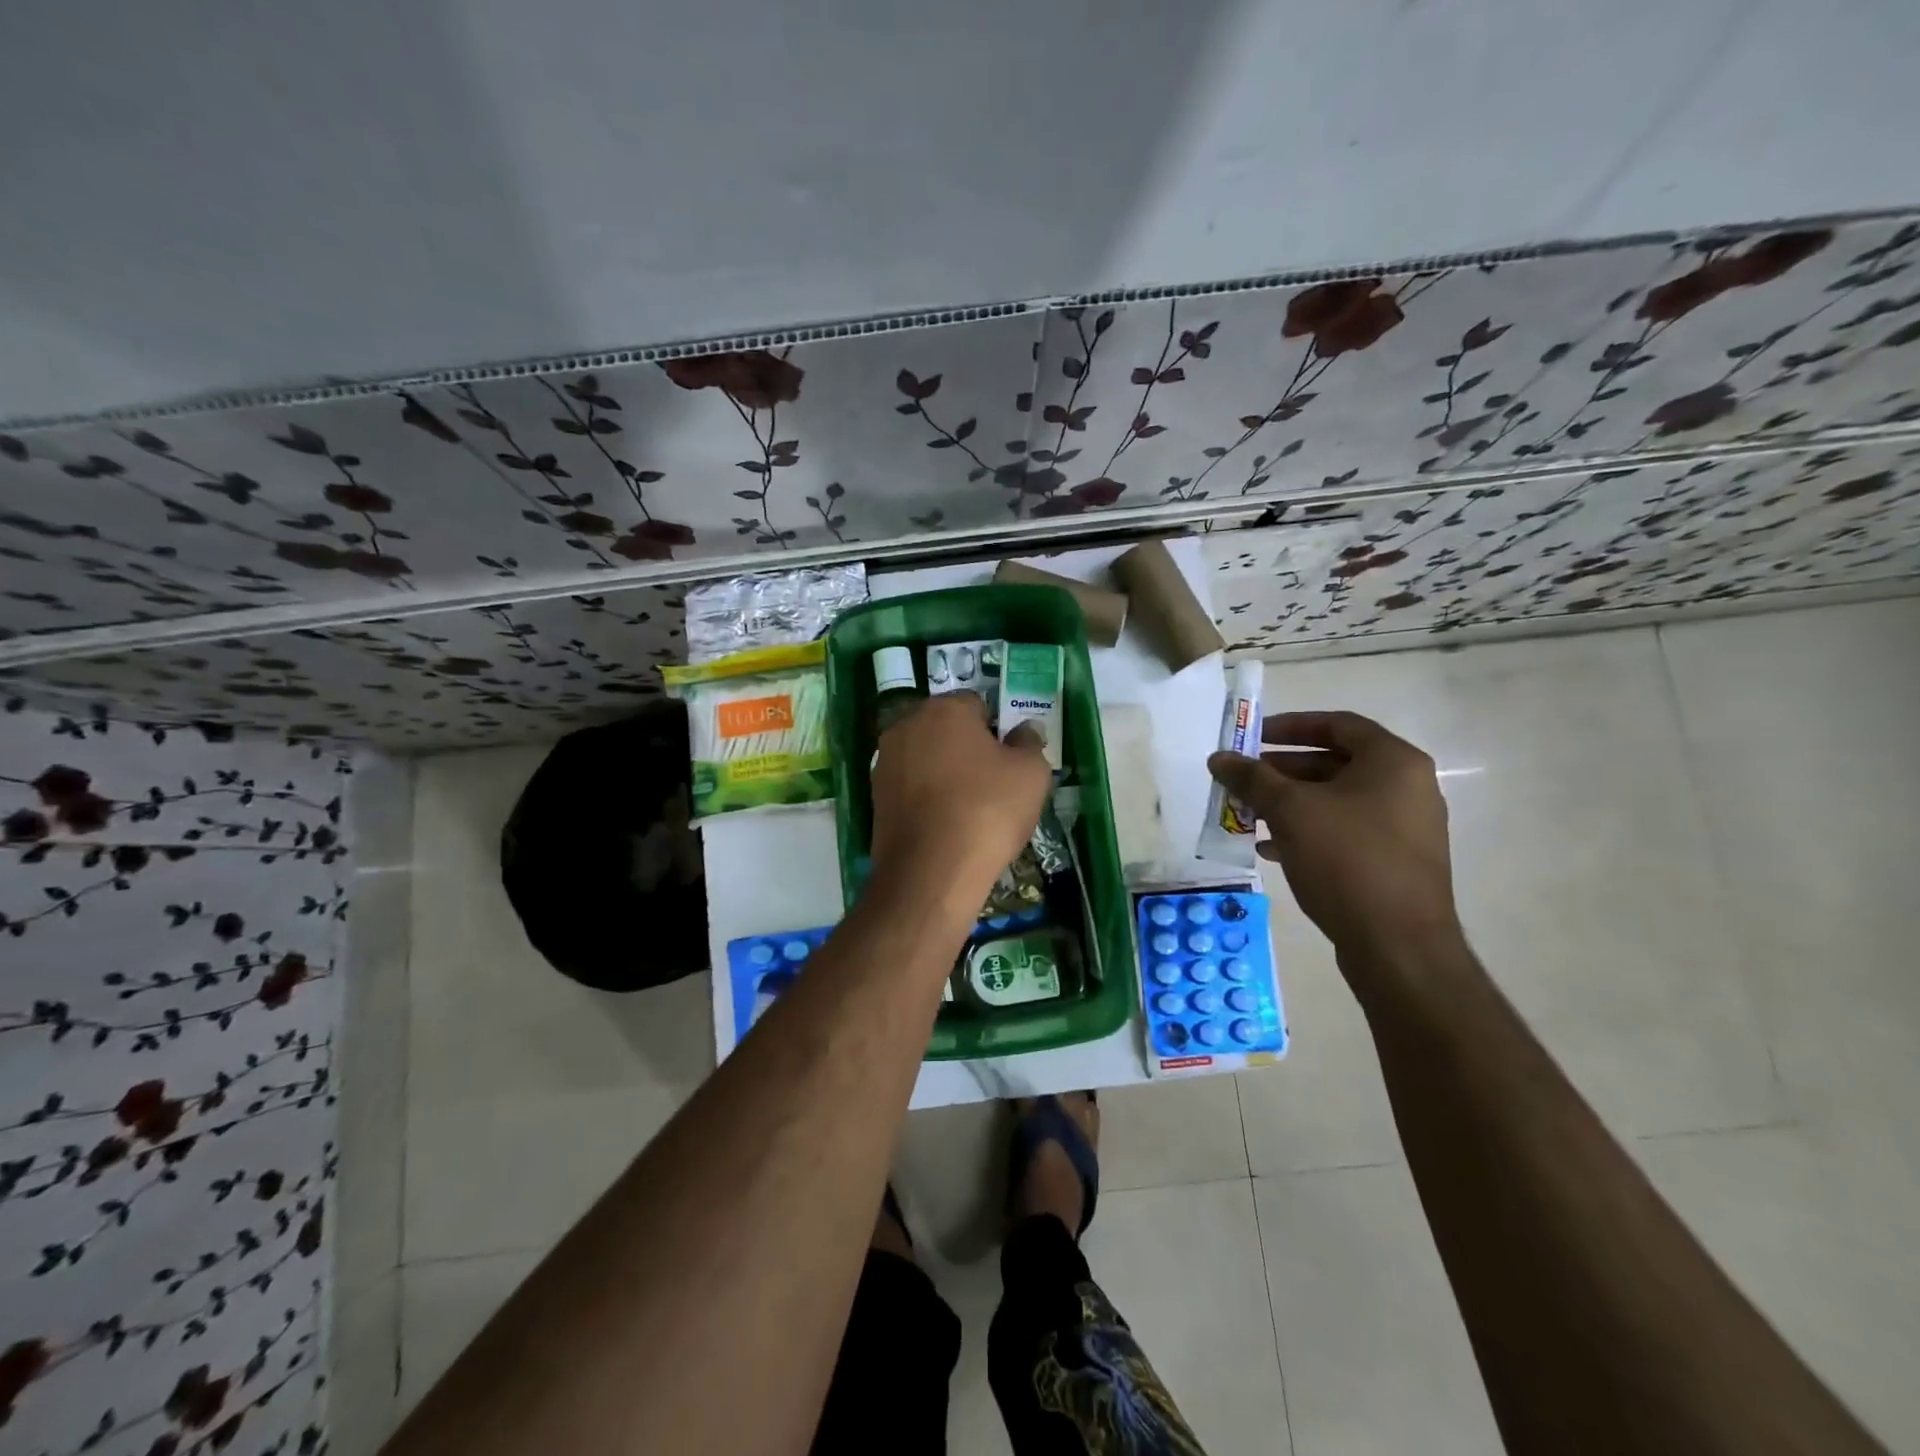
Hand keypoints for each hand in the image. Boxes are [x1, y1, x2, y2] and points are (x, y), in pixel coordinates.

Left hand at [870, 693, 1051, 911]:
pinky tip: (946, 826)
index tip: (1011, 762)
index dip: (998, 731)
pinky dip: (927, 799)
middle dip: (968, 749)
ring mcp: (885, 762)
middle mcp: (906, 726)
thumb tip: (1023, 732)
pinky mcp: (874, 798)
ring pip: (927, 759)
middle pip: (947, 730)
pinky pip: (911, 788)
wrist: (930, 873)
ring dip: (946, 774)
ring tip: (970, 810)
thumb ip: (1029, 743)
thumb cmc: (987, 811)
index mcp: (944, 709)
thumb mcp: (1031, 774)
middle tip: (994, 785)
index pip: (978, 705)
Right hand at [1208, 711, 1459, 962]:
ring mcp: (1403, 828)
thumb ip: (1252, 778)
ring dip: (1289, 803)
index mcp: (1394, 762)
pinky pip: (1344, 832)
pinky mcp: (1393, 862)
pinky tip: (1270, 848)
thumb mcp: (1290, 811)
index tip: (1251, 736)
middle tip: (1243, 778)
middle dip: (1282, 770)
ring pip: (1335, 801)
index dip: (1290, 726)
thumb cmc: (1347, 860)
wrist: (1398, 945)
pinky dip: (1307, 831)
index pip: (1338, 724)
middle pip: (1334, 763)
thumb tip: (1219, 758)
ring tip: (1247, 813)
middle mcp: (1407, 788)